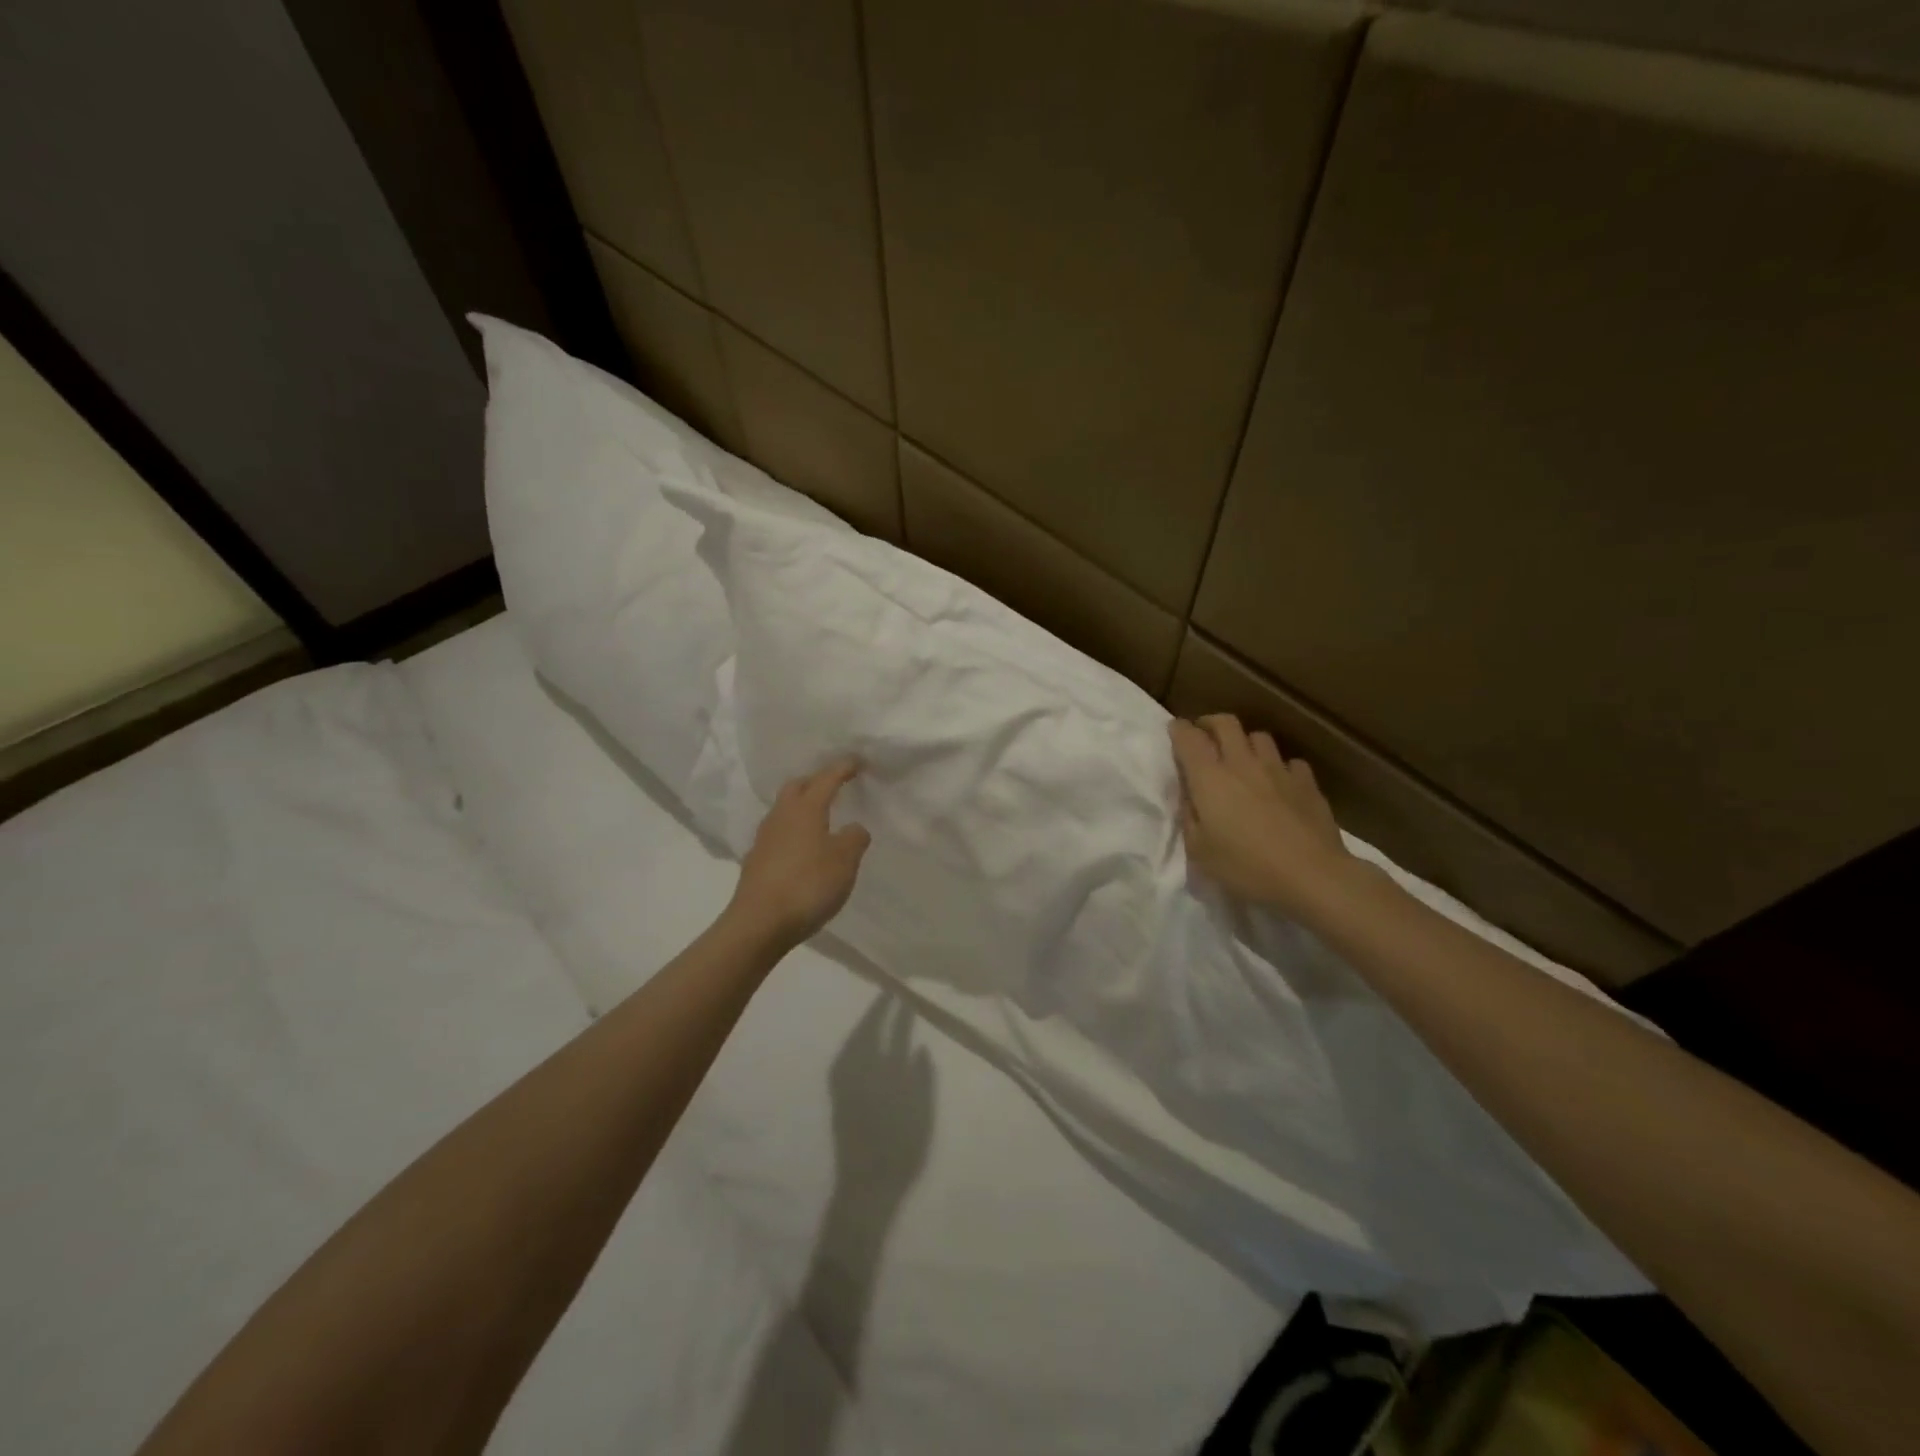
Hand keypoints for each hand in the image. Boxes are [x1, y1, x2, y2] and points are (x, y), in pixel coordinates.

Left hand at [728, 758, 871, 948]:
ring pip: (784, 810)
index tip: (857, 761)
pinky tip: (803, 849)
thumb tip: (854, 828)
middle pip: (797, 787)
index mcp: (806, 808)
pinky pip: (778, 835)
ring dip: (802, 808)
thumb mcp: (845, 861)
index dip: (842, 768)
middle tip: (834, 786)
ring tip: (820, 818)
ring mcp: (764, 838)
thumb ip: (854, 838)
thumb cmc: (808, 884)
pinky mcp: (756, 861)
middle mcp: (781, 816)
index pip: (826, 778)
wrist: (759, 923)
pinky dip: (793, 833)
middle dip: (815, 782)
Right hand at [1169, 715, 1352, 916]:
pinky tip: (1279, 784)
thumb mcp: (1199, 851)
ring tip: (1242, 760)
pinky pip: (1289, 762)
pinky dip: (1279, 767)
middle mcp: (1242, 763)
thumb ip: (1189, 817)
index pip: (1188, 737)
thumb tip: (1189, 796)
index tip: (1174, 731)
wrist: (1312, 876)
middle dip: (1210, 724)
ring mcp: (1278, 769)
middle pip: (1225, 723)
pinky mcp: (1307, 782)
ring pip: (1258, 737)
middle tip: (1204, 737)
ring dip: (1245, 743)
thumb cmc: (1246, 867)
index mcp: (1209, 778)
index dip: (1178, 729)